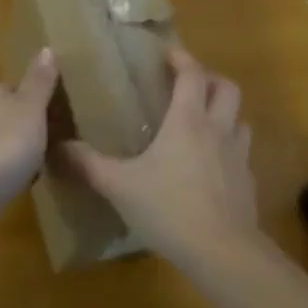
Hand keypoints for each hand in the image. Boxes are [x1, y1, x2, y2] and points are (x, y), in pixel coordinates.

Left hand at [0, 49, 58, 207]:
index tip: (60, 112)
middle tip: (58, 139)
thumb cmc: (6, 145)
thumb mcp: (31, 108)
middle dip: (30, 124)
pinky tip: (24, 181)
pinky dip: (10, 168)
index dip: (39, 98)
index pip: (18, 87)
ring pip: (3, 138)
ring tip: (46, 161)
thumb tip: (47, 47)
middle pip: (10, 113)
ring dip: (20, 148)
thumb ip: (39, 81)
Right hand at [65, 46, 258, 267]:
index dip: (182, 59)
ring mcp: (238, 157)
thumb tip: (59, 147)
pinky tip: (213, 167)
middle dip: (210, 79)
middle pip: (226, 88)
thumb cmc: (169, 208)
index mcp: (187, 121)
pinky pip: (242, 154)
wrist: (222, 252)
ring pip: (240, 119)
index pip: (192, 74)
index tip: (168, 54)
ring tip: (204, 122)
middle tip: (188, 85)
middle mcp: (217, 130)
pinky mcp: (248, 183)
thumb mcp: (120, 186)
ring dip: (225, 113)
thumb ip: (89, 164)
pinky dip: (230, 149)